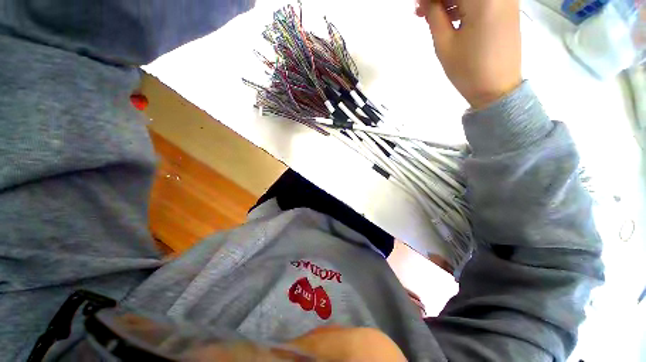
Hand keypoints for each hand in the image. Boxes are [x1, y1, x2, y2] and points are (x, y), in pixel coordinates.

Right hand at [416, 0, 521, 108]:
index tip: (418, 7)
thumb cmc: (468, 70)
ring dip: (451, 1)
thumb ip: (433, 14)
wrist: (497, 89)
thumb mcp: (444, 44)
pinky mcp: (508, 6)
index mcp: (482, 0)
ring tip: (434, 17)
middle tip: (422, 12)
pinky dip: (465, 4)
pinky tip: (452, 17)